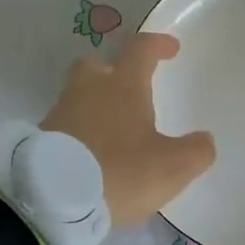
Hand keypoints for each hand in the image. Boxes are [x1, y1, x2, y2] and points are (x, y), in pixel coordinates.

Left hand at [41, 32, 215, 227]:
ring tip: (115, 128)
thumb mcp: (173, 166)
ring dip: (96, 104)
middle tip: (130, 87)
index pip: (141, 50)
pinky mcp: (41, 139)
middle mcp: (88, 90)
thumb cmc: (120, 171)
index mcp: (122, 85)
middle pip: (97, 64)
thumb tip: (203, 140)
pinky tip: (94, 153)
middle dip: (114, 69)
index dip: (158, 45)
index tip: (171, 48)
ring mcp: (60, 113)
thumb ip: (196, 151)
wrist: (52, 199)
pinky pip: (67, 124)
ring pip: (79, 95)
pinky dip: (82, 131)